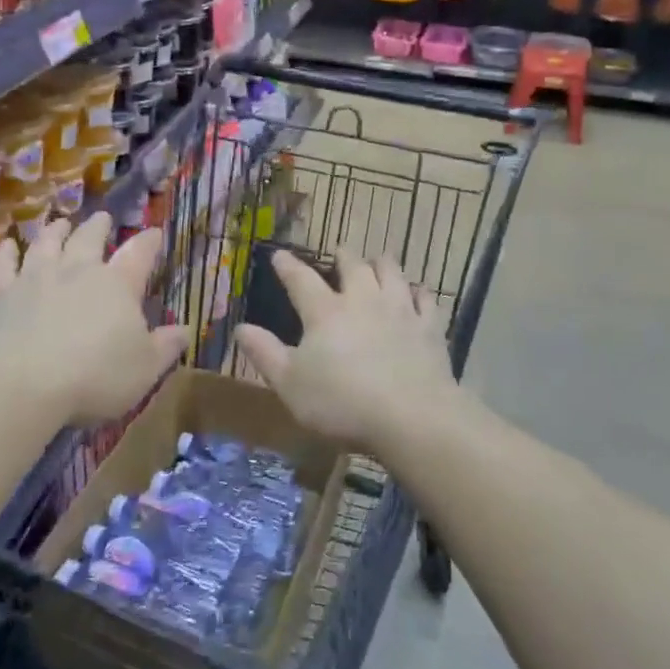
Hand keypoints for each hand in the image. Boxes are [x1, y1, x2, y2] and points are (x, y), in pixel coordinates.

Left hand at [0, 214, 187, 425]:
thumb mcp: (145, 369)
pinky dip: (7, 252)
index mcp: (118, 284)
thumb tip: (185, 329)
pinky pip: (5, 265)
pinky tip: (8, 244)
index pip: (139, 254)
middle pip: (89, 238)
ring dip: (55, 230)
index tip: (155, 231)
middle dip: (99, 226)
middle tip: (103, 218)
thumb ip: (166, 346)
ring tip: (60, 222)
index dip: (149, 241)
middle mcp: (78, 270)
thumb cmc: (95, 376)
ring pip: (48, 243)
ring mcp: (36, 277)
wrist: (23, 384)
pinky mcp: (2, 293)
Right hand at [235, 250, 456, 450]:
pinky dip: (418, 292)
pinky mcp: (429, 327)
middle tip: (340, 251)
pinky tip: (416, 294)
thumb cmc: (341, 403)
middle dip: (343, 255)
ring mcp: (399, 310)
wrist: (411, 417)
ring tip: (377, 260)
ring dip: (381, 263)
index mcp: (325, 312)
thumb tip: (240, 327)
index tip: (279, 254)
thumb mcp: (289, 384)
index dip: (288, 265)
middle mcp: (362, 300)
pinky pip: (425, 299)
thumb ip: (264, 353)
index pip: (300, 279)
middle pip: (353, 265)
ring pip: (391, 272)